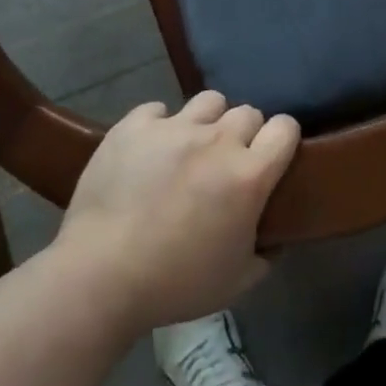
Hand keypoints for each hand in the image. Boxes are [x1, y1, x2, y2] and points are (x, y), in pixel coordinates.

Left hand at [54, 91, 300, 332]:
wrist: (100, 275)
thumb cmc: (174, 284)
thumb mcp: (235, 283)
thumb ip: (265, 255)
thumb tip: (275, 240)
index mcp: (249, 175)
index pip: (285, 128)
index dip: (283, 139)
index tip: (273, 156)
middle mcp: (217, 140)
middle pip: (247, 112)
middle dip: (244, 133)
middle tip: (226, 162)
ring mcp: (174, 127)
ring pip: (208, 101)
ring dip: (207, 121)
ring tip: (191, 147)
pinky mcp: (135, 125)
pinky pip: (157, 109)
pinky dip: (158, 125)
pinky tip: (149, 148)